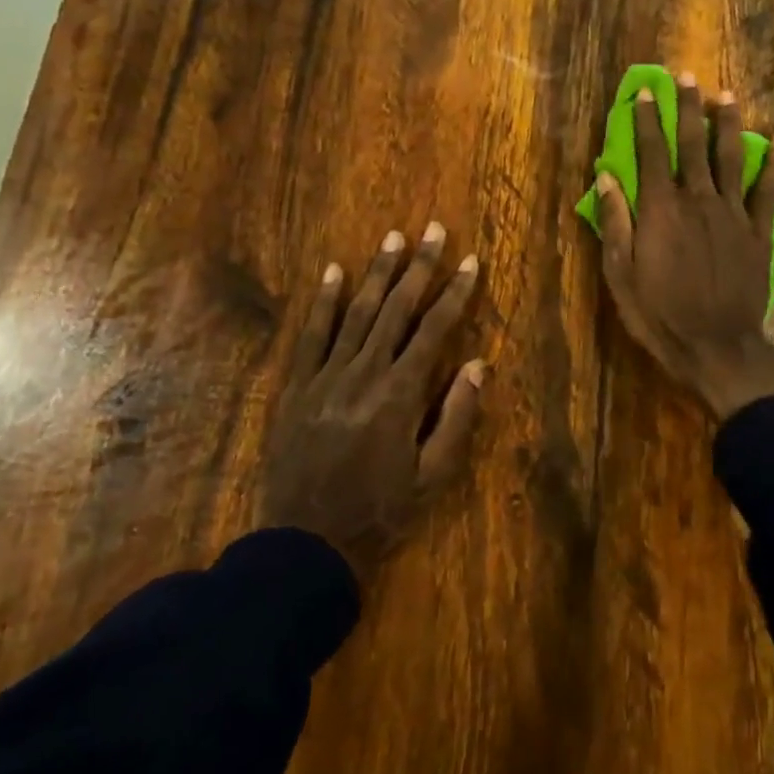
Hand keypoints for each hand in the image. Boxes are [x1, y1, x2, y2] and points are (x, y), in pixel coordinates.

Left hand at [257, 223, 484, 580]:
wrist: (305, 543)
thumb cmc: (379, 512)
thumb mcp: (432, 476)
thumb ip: (456, 417)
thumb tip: (477, 363)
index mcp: (400, 394)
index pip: (434, 329)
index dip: (455, 292)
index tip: (470, 261)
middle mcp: (364, 373)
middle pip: (396, 309)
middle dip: (419, 266)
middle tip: (434, 229)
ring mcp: (325, 377)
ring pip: (356, 312)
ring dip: (377, 272)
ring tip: (393, 237)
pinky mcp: (296, 387)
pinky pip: (310, 335)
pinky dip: (322, 301)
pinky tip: (332, 271)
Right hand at [595, 73, 773, 420]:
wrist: (717, 347)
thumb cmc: (660, 314)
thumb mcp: (621, 275)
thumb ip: (615, 223)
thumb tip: (606, 177)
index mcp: (661, 210)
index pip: (652, 152)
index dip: (648, 119)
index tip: (646, 90)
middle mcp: (698, 201)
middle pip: (692, 144)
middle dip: (688, 108)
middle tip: (687, 76)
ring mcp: (733, 215)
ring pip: (730, 158)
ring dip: (727, 124)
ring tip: (726, 95)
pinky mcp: (758, 233)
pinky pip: (769, 192)